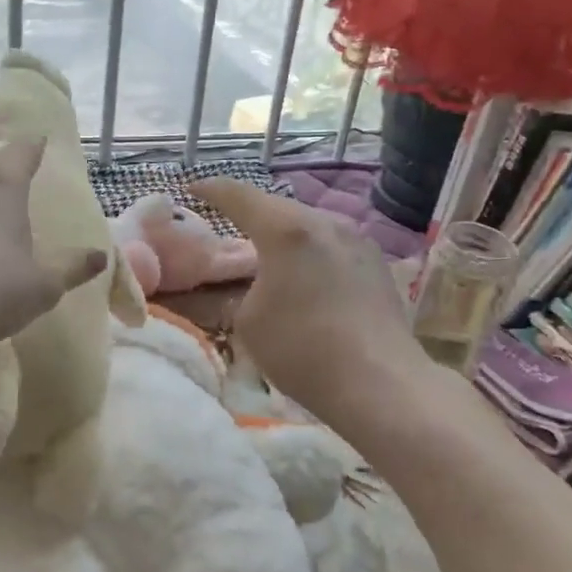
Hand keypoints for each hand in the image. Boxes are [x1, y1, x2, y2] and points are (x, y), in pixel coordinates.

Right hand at [192, 178, 429, 422]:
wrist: (380, 383)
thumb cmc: (302, 349)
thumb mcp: (246, 323)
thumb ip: (229, 294)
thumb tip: (221, 286)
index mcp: (286, 229)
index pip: (238, 195)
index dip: (211, 189)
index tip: (191, 188)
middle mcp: (325, 221)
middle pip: (277, 207)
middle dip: (249, 215)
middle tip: (225, 229)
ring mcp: (356, 238)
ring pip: (308, 226)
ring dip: (282, 235)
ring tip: (264, 255)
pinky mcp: (375, 262)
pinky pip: (330, 245)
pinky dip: (308, 253)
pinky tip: (304, 277)